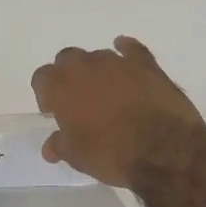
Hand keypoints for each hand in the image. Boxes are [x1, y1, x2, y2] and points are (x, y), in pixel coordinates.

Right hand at [31, 37, 204, 187]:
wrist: (164, 151)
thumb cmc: (111, 154)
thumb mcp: (77, 157)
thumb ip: (60, 145)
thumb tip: (50, 146)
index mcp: (61, 86)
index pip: (41, 78)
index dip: (46, 94)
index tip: (54, 112)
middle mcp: (85, 66)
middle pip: (67, 59)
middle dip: (69, 75)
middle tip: (77, 100)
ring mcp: (118, 62)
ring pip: (98, 56)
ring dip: (97, 70)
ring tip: (106, 92)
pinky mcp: (147, 64)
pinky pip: (132, 50)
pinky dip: (126, 52)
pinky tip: (126, 58)